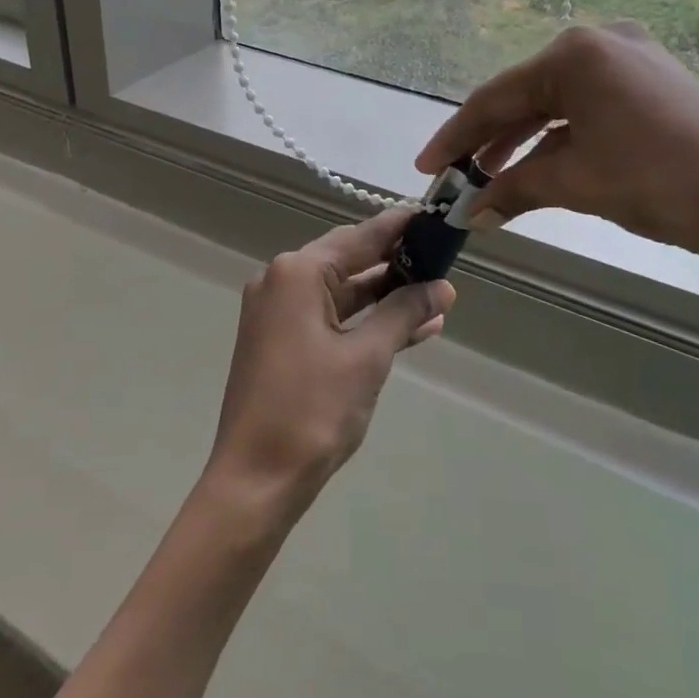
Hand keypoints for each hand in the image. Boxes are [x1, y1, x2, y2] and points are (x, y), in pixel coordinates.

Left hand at [205, 209, 453, 520]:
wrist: (255, 481)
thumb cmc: (312, 411)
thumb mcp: (367, 357)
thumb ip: (404, 313)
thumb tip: (442, 288)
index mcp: (298, 273)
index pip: (360, 237)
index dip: (400, 227)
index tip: (434, 217)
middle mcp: (282, 281)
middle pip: (349, 260)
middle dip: (397, 263)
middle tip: (443, 258)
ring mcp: (278, 312)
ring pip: (342, 291)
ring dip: (385, 295)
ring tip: (437, 295)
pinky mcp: (280, 340)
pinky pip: (330, 317)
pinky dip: (364, 320)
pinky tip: (408, 328)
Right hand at [416, 23, 698, 267]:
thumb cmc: (657, 182)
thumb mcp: (574, 182)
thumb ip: (512, 188)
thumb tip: (469, 213)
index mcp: (575, 52)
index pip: (497, 96)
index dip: (456, 136)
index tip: (427, 168)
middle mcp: (600, 41)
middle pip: (526, 94)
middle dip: (490, 139)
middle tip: (458, 176)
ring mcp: (631, 57)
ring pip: (557, 101)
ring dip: (524, 140)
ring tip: (492, 176)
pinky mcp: (653, 80)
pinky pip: (589, 105)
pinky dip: (561, 135)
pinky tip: (542, 163)